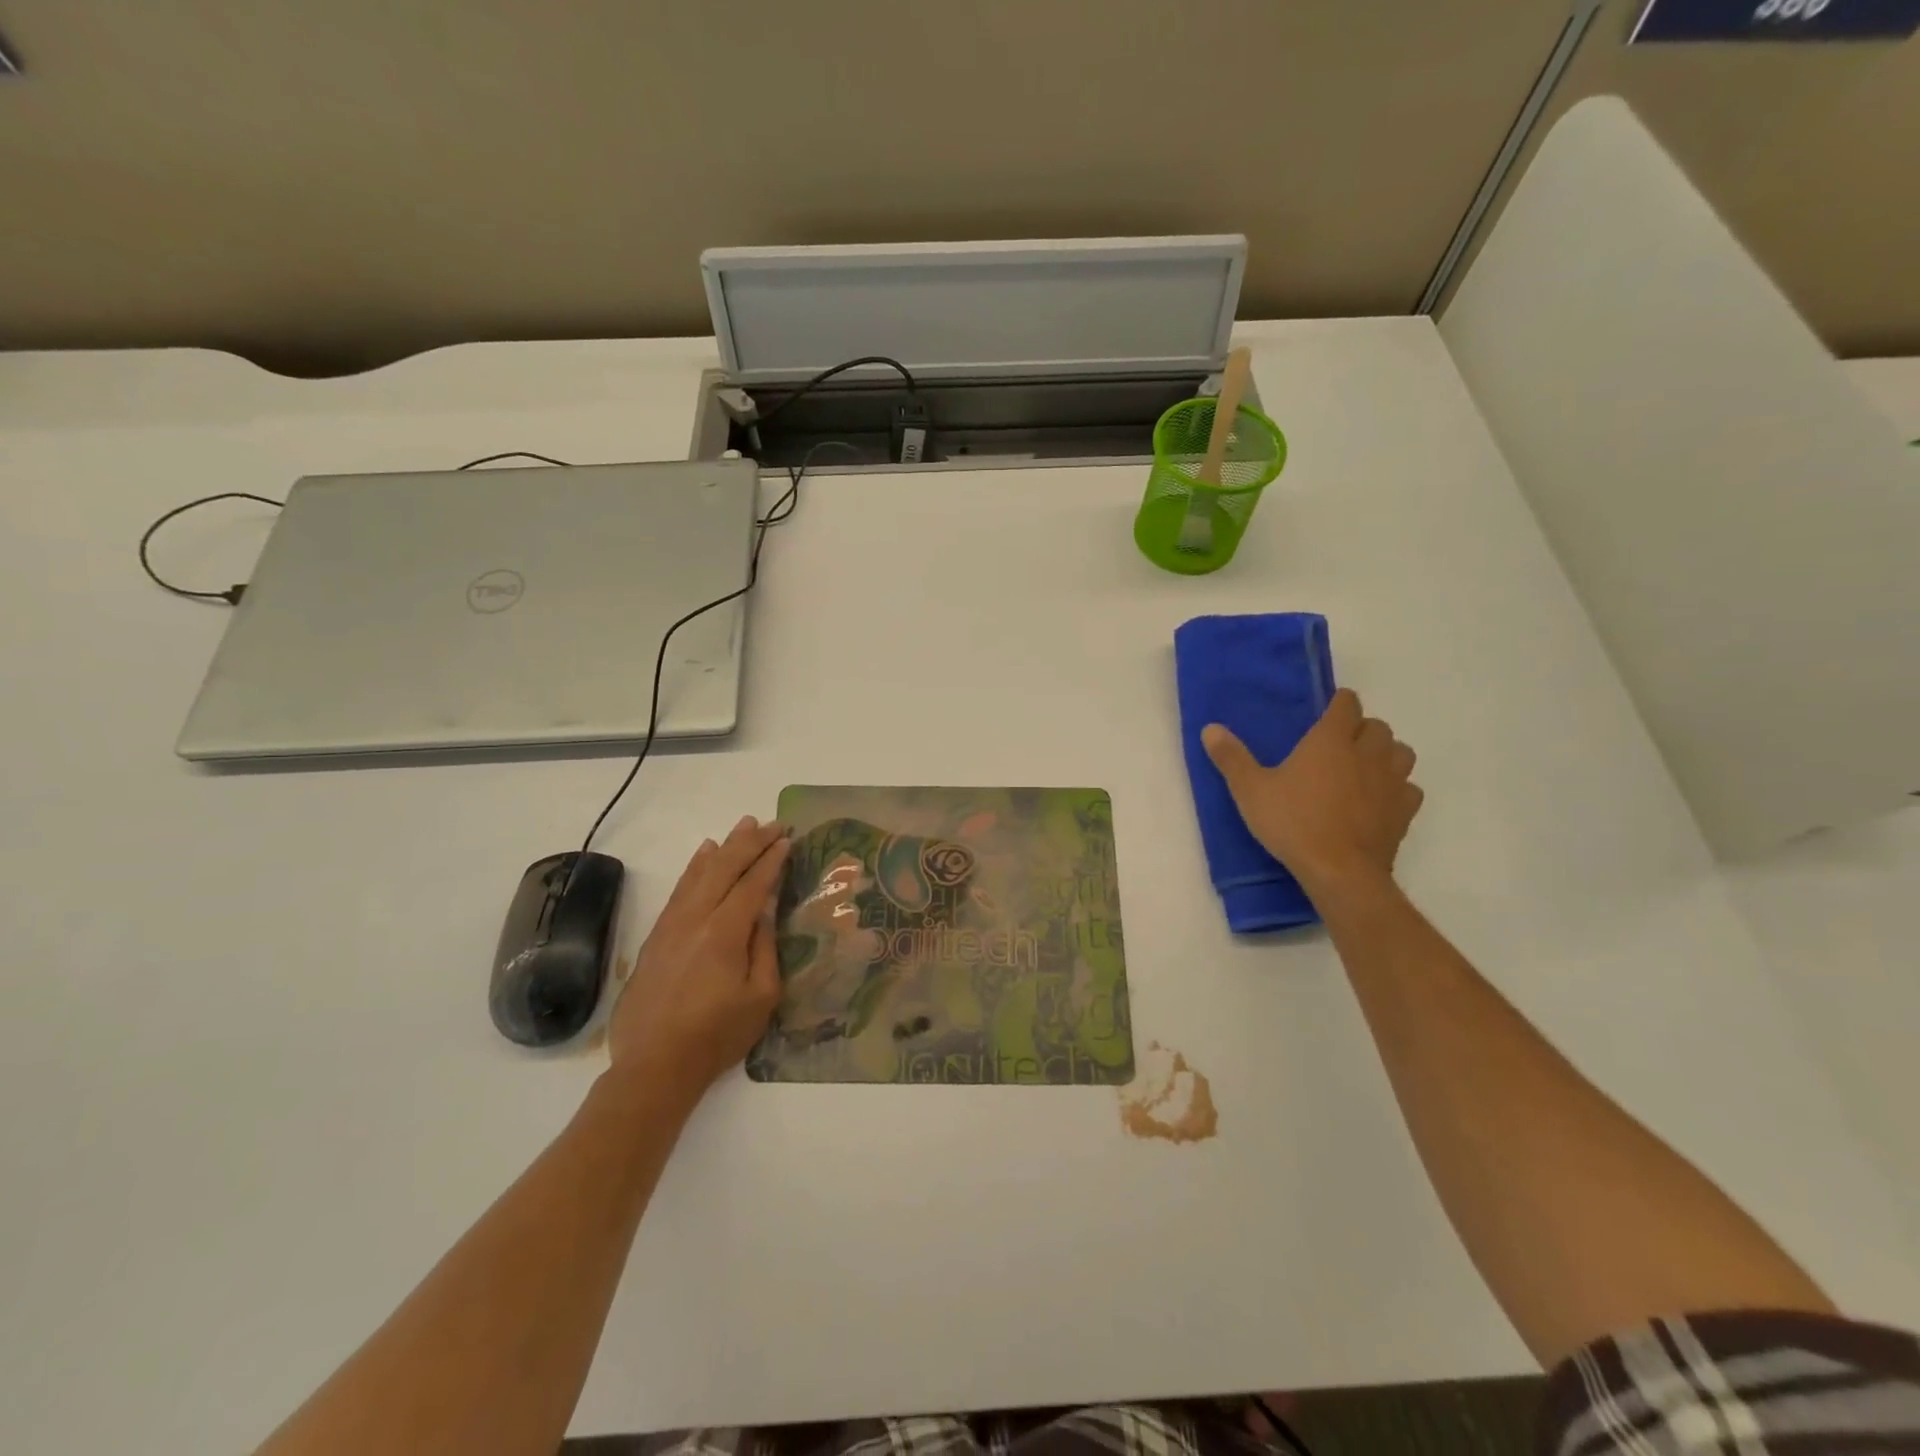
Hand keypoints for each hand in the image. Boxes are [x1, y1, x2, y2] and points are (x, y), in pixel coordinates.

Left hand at [607, 816, 789, 1106]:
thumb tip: (766, 910)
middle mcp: (695, 919)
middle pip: (725, 869)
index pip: (753, 884)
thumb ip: (764, 947)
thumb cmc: (717, 1035)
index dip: (772, 860)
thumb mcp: (760, 997)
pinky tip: (703, 854)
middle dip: (751, 843)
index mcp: (724, 933)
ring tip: (743, 826)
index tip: (788, 839)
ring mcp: (671, 925)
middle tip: (772, 824)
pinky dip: (694, 867)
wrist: (654, 1066)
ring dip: (724, 847)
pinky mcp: (657, 936)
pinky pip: (679, 889)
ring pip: (700, 873)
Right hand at [1202, 688, 1422, 893]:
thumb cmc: (1293, 823)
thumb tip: (1210, 728)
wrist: (1339, 871)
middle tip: (1339, 744)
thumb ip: (1232, 758)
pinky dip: (1398, 788)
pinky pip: (1409, 788)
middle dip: (1362, 729)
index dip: (1339, 703)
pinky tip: (1380, 799)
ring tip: (1365, 767)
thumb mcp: (1250, 790)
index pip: (1347, 704)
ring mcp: (1391, 782)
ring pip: (1401, 752)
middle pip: (1377, 726)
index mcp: (1330, 741)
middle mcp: (1367, 754)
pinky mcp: (1404, 812)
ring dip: (1386, 754)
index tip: (1328, 710)